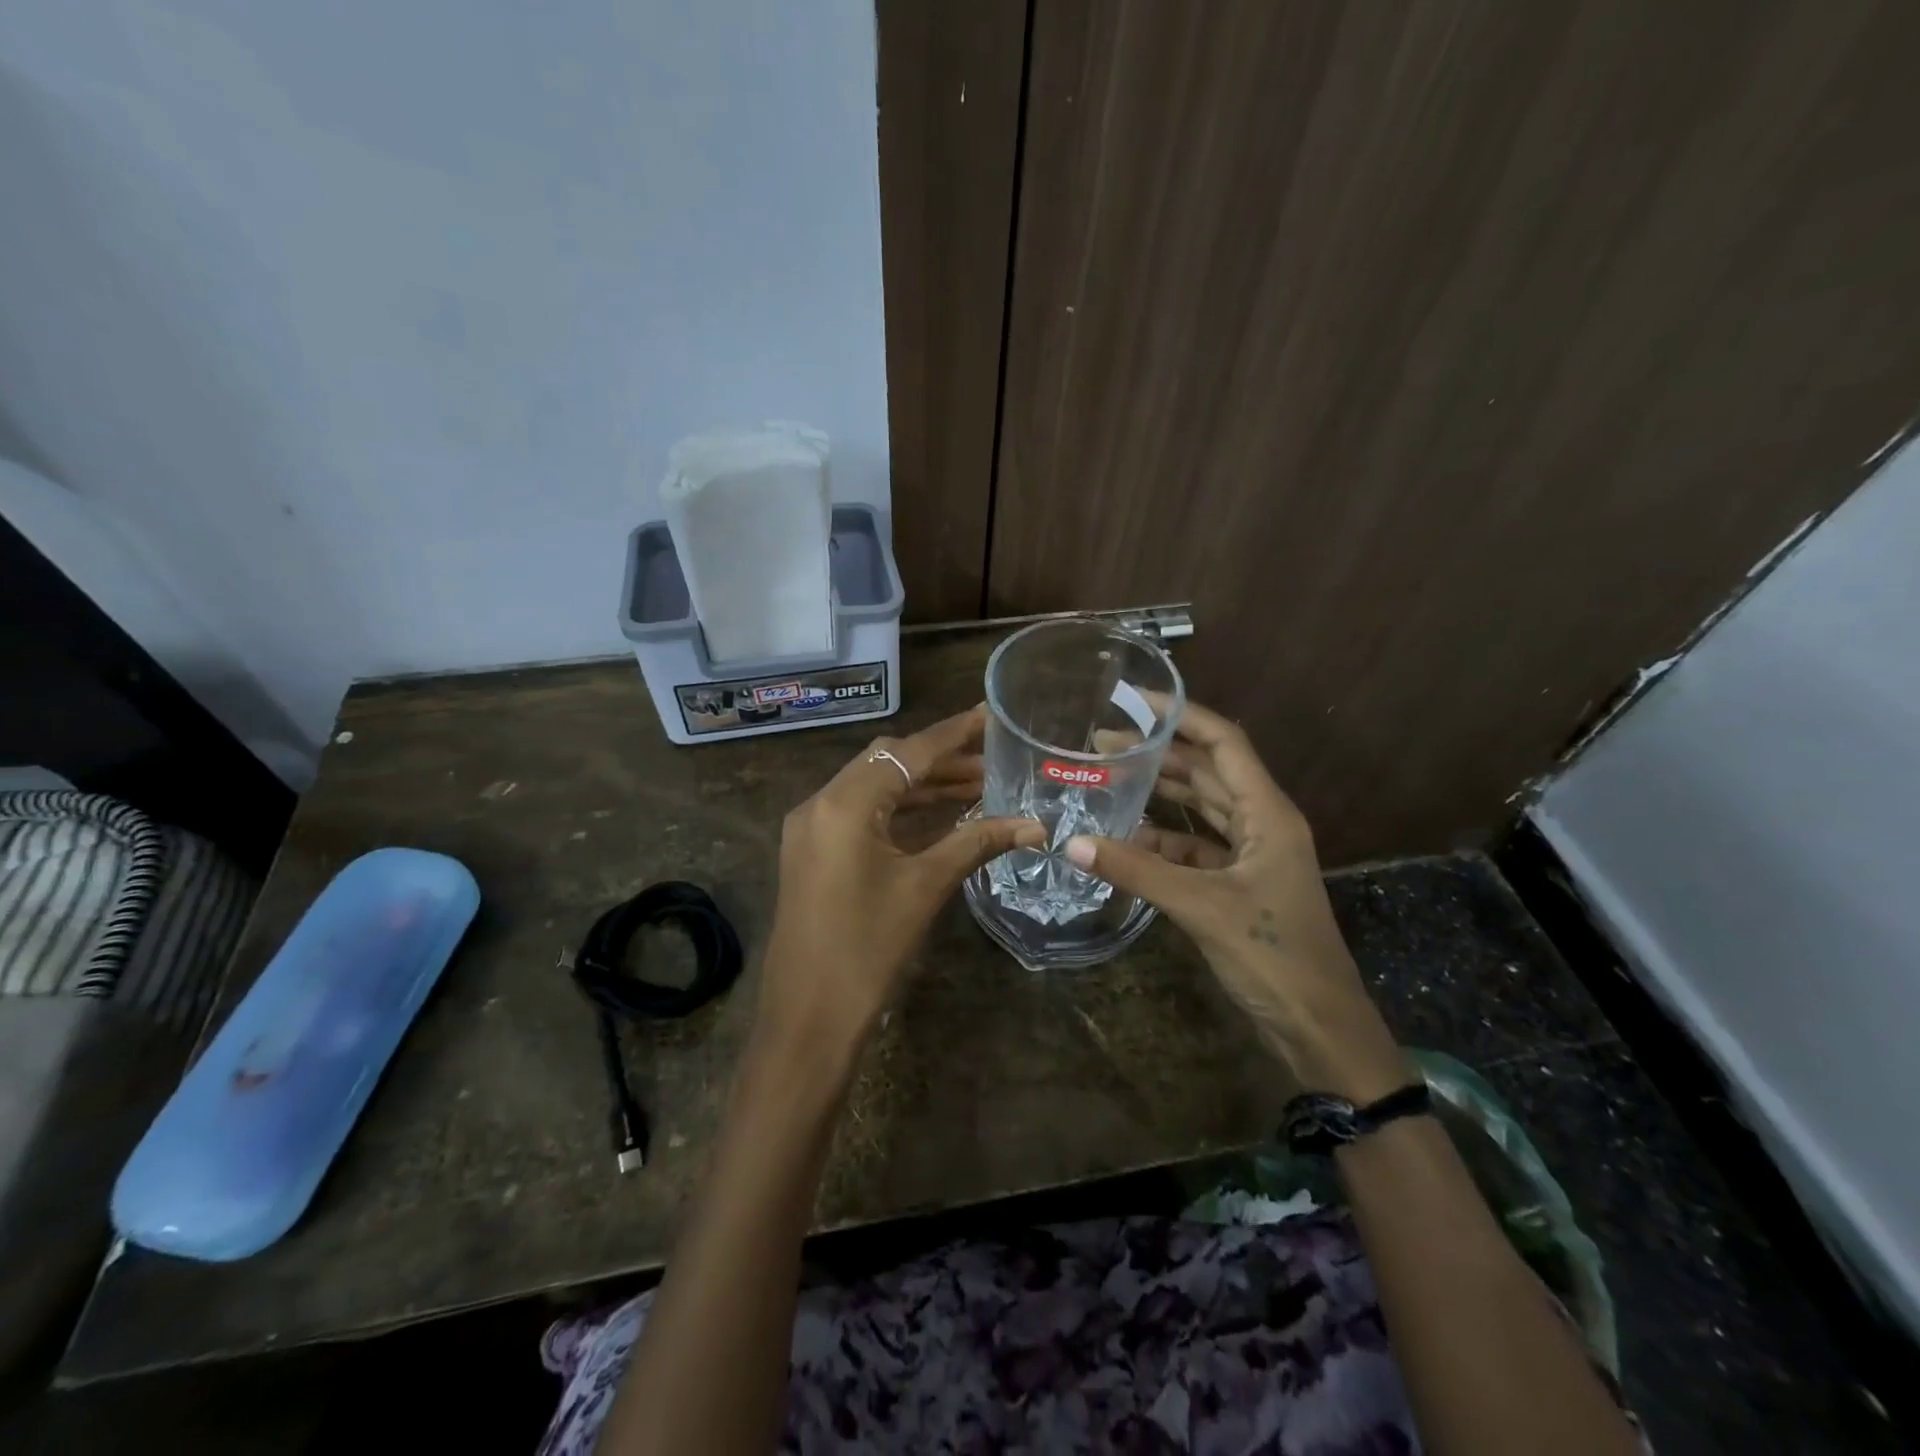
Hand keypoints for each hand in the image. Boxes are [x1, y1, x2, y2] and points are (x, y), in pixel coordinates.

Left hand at [758, 707, 1043, 1057]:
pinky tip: (940, 814)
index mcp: (843, 804)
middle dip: (940, 759)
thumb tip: (1035, 825)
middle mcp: (819, 804)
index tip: (991, 715)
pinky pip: (860, 814)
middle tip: (992, 758)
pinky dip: (899, 810)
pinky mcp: (812, 852)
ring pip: (873, 789)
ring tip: (978, 785)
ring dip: (921, 785)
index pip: (907, 753)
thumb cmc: (867, 950)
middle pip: (886, 763)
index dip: (954, 734)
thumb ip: (976, 843)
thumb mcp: (925, 888)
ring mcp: (810, 829)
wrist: (807, 1020)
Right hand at [1066, 701, 1410, 1101]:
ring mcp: (1252, 855)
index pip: (1224, 742)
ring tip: (1109, 778)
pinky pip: (1195, 848)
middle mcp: (1262, 822)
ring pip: (1201, 809)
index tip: (1135, 699)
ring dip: (1160, 794)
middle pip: (1208, 772)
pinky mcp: (1239, 883)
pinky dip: (1163, 841)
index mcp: (1268, 813)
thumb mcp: (1201, 907)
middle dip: (1159, 753)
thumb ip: (1137, 871)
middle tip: (1102, 743)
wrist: (1319, 1027)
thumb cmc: (1273, 955)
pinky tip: (1126, 840)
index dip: (1183, 715)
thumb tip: (1070, 844)